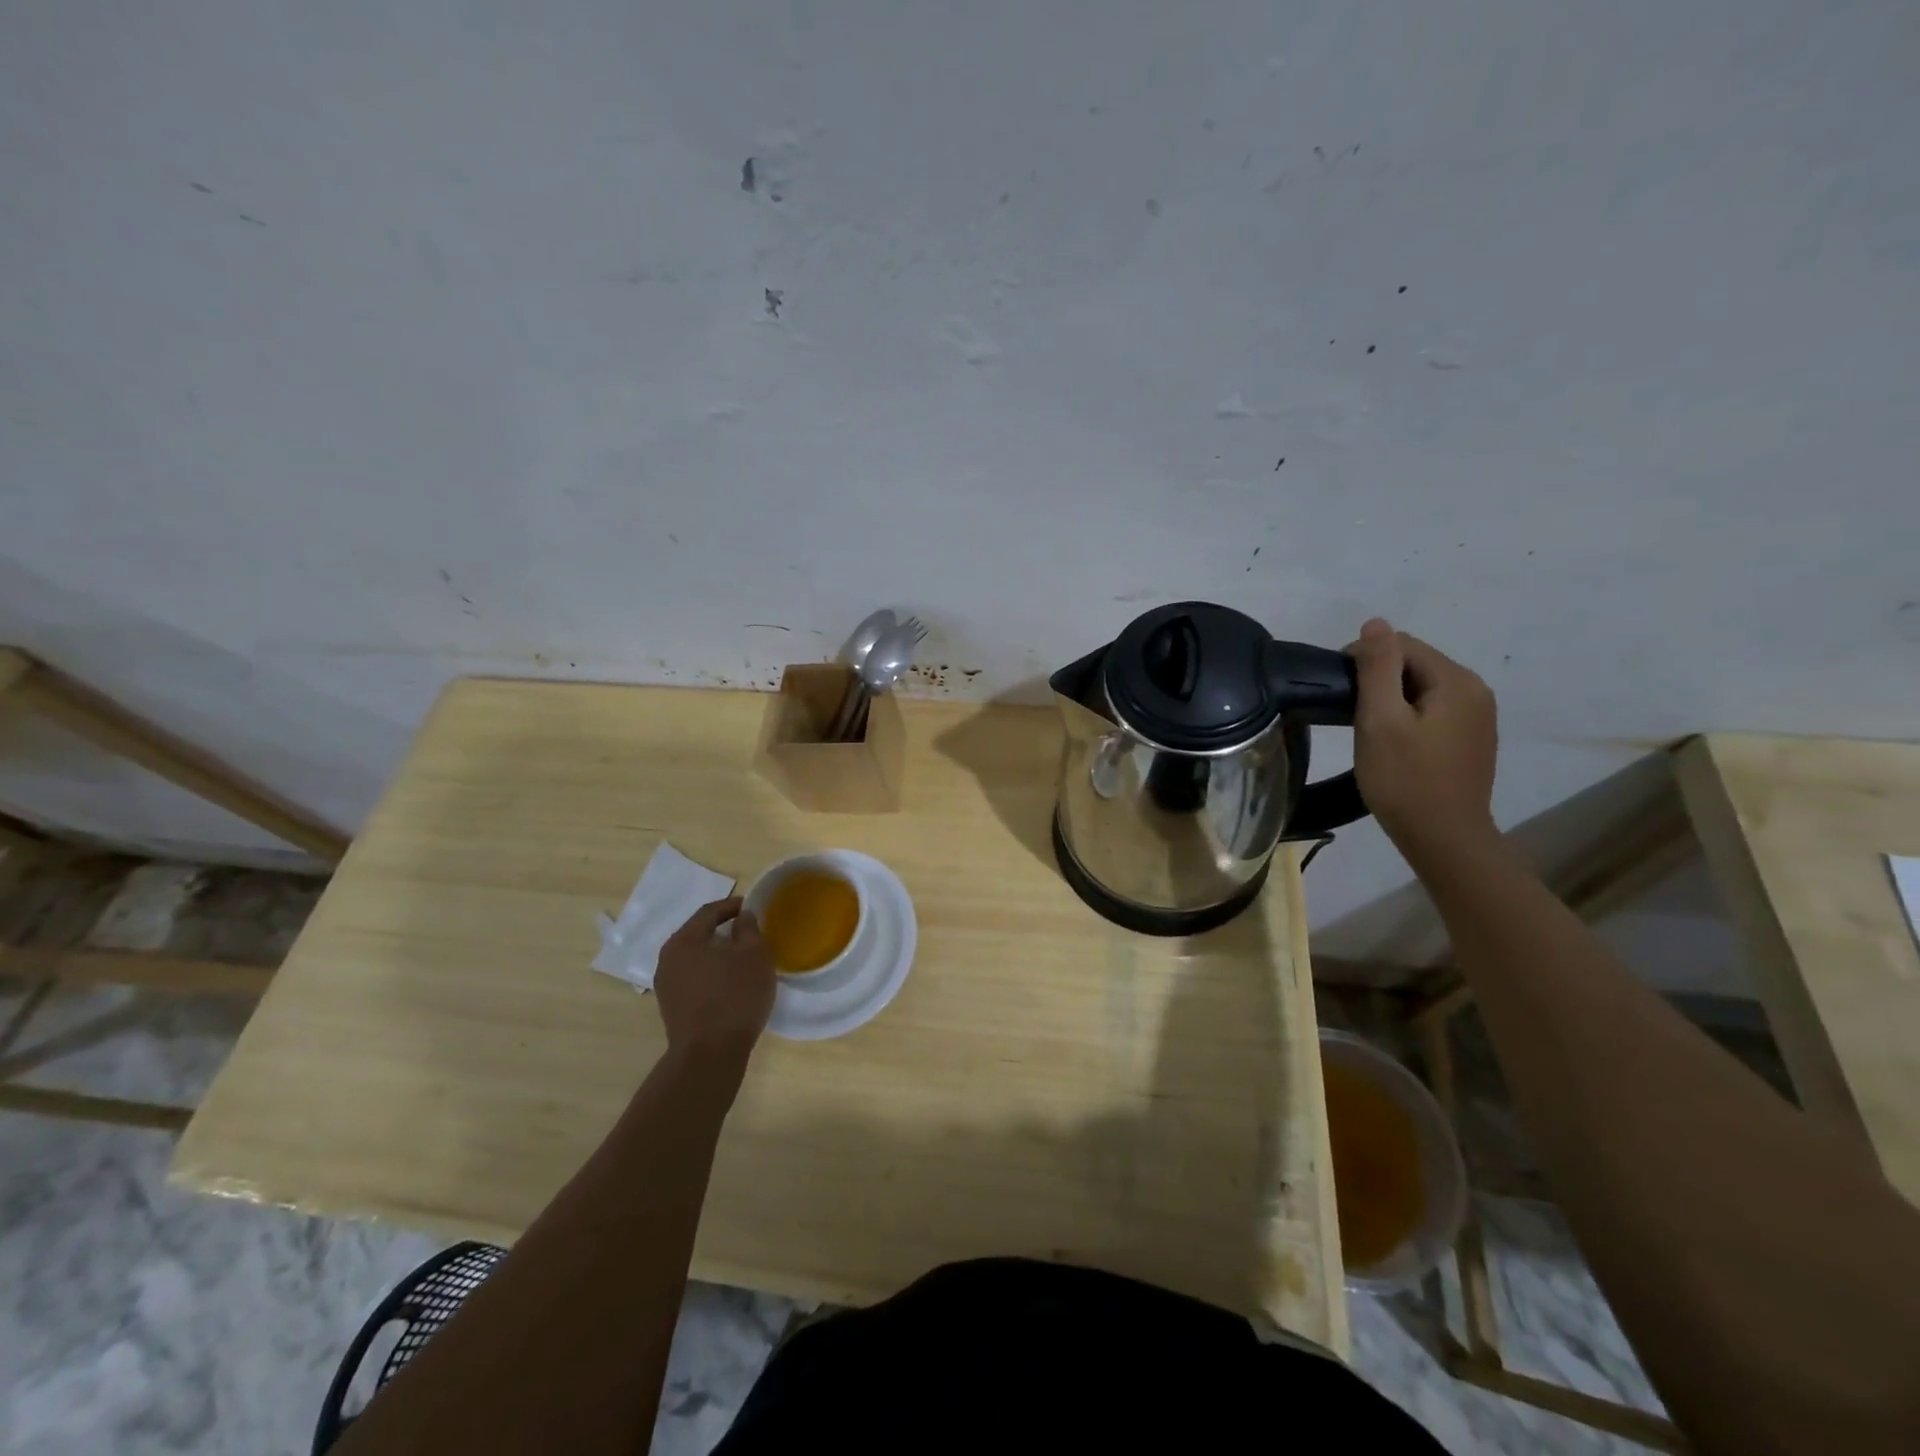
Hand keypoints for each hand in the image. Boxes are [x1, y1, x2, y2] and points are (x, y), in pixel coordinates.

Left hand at [654, 898, 776, 1064]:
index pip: (709, 912)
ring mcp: (666, 986)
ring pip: (695, 958)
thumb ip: (749, 929)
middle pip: (698, 934)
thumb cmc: (735, 996)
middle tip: (748, 930)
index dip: (732, 906)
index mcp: (684, 940)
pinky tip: (730, 982)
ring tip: (742, 957)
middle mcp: (668, 959)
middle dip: (723, 929)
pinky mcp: (672, 1007)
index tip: (752, 906)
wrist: (709, 1055)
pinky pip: (694, 978)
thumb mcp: (755, 955)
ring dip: (717, 954)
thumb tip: (742, 917)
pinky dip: (711, 973)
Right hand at [1348, 618, 1499, 859]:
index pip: (1403, 645)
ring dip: (1392, 698)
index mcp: (1457, 682)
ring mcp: (1479, 717)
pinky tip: (1393, 741)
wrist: (1444, 839)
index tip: (1338, 688)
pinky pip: (1434, 710)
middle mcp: (1476, 691)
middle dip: (1379, 677)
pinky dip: (1408, 715)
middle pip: (1416, 664)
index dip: (1365, 657)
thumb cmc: (1404, 780)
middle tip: (1349, 711)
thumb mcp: (1380, 720)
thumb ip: (1377, 668)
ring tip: (1366, 727)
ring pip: (1423, 688)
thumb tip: (1375, 623)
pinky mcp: (1472, 739)